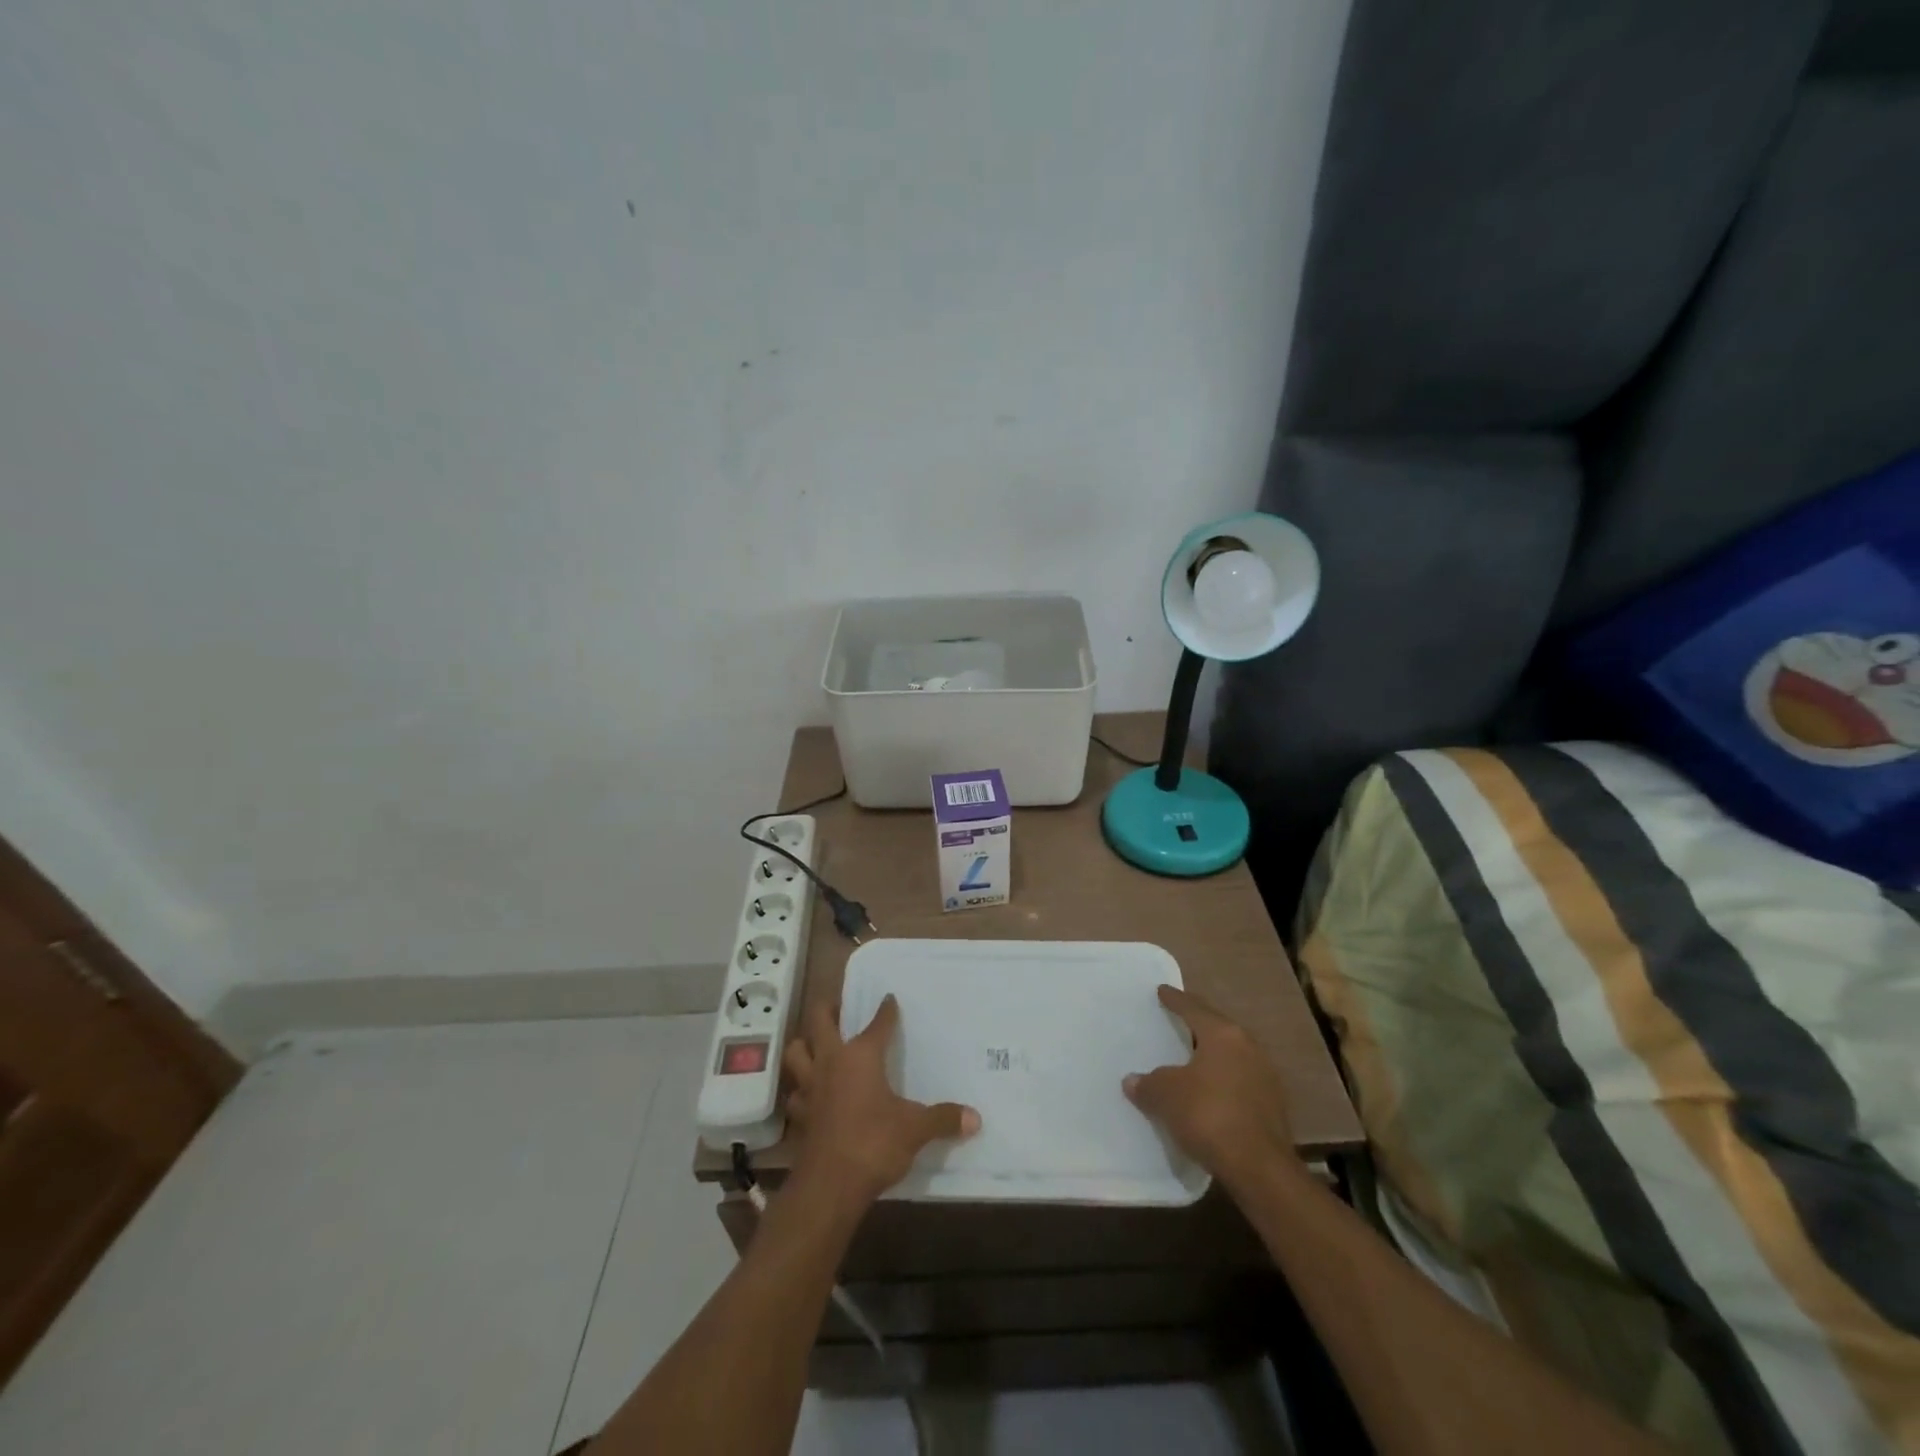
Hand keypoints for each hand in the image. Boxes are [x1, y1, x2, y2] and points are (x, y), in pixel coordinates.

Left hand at [785, 995, 979, 1209]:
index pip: (877, 1023)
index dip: (886, 1010)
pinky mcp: (800, 1115)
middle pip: (819, 1021)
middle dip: (827, 1009)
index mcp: (862, 1055)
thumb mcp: (915, 1129)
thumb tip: (976, 1118)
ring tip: (815, 1045)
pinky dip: (801, 1090)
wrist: (830, 1186)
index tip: (889, 999)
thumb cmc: (874, 1144)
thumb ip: (943, 1119)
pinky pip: (796, 1093)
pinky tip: (810, 1095)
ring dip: (804, 1045)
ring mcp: (811, 1087)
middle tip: (837, 1006)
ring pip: (796, 1052)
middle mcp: (832, 1062)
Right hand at [1124, 984, 1297, 1191]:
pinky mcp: (1272, 1105)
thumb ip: (1148, 1083)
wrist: (1260, 1168)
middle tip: (1177, 1020)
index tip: (1162, 991)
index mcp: (1223, 1034)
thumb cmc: (1208, 1115)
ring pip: (1231, 1055)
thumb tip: (1132, 1080)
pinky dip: (1222, 1080)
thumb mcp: (1166, 1095)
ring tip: (1192, 1057)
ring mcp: (1265, 1076)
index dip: (1175, 999)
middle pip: (1217, 1028)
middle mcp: (1248, 1047)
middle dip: (1197, 1024)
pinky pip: (1240, 1080)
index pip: (1193, 1008)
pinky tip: (1210, 1091)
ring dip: (1211, 1054)